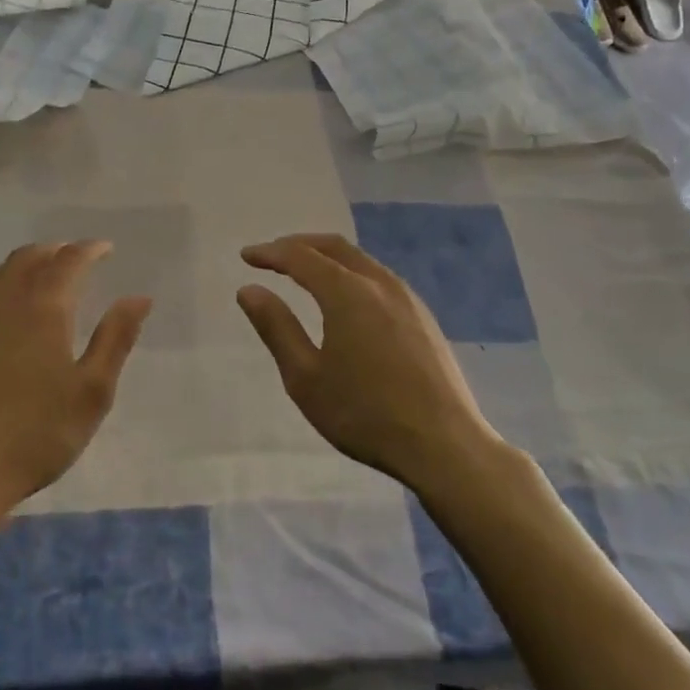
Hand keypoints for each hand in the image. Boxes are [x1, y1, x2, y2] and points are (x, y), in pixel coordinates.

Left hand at [0, 241, 150, 526]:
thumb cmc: (35, 435)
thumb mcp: (91, 392)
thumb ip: (115, 339)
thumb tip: (138, 297)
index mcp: (43, 307)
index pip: (69, 261)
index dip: (90, 250)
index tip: (106, 249)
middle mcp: (2, 300)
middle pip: (30, 258)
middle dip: (57, 252)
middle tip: (78, 258)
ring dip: (27, 264)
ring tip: (44, 274)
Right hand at [237, 234, 500, 487]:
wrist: (443, 444)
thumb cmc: (364, 414)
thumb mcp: (305, 378)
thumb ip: (277, 328)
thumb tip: (249, 290)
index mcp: (347, 293)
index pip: (301, 257)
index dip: (270, 253)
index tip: (246, 256)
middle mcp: (379, 283)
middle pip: (335, 247)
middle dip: (299, 245)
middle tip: (272, 255)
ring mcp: (407, 298)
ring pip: (361, 260)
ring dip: (328, 257)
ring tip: (304, 270)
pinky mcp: (423, 316)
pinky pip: (379, 277)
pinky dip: (351, 272)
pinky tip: (345, 296)